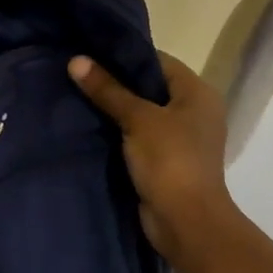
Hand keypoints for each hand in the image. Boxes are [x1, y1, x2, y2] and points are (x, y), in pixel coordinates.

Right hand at [68, 52, 234, 254]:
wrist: (185, 221)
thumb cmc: (170, 160)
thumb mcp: (137, 119)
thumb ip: (107, 90)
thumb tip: (75, 60)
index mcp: (198, 93)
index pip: (158, 61)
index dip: (124, 55)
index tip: (89, 52)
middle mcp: (194, 111)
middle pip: (149, 87)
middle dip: (114, 82)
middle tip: (76, 73)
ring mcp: (180, 138)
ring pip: (141, 113)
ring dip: (113, 109)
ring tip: (75, 96)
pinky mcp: (165, 161)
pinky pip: (137, 137)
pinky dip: (117, 132)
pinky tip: (88, 126)